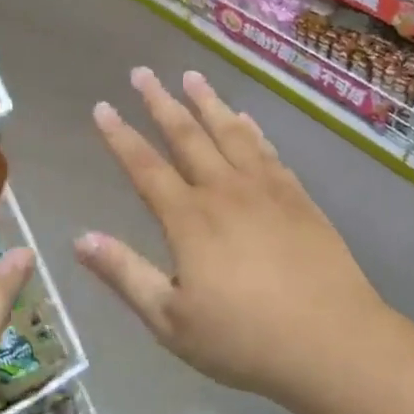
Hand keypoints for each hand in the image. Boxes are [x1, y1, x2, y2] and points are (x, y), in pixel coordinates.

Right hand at [75, 68, 385, 402]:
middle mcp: (225, 191)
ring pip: (231, 133)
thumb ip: (126, 274)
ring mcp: (266, 190)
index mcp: (190, 219)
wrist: (332, 341)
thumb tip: (81, 238)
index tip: (103, 107)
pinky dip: (252, 130)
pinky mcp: (299, 198)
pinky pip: (269, 151)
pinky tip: (246, 119)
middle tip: (143, 72)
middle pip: (188, 136)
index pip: (145, 167)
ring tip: (192, 76)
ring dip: (208, 102)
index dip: (120, 136)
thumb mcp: (171, 320)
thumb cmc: (244, 339)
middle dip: (161, 102)